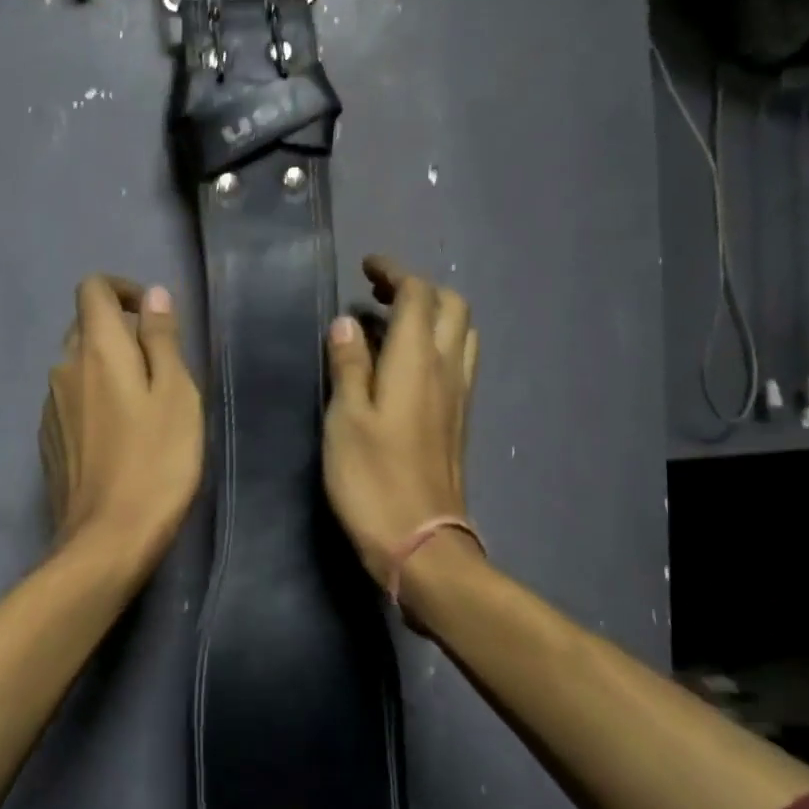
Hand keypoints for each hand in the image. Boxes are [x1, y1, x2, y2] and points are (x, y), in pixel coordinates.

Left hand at [39, 275, 204, 573]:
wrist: (107, 538)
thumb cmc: (156, 462)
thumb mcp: (176, 394)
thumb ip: (162, 339)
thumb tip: (152, 294)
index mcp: (96, 350)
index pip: (92, 288)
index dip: (121, 289)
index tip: (150, 314)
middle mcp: (63, 369)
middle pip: (85, 327)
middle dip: (120, 332)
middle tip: (160, 368)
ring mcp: (50, 407)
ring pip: (78, 366)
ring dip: (108, 369)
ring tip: (145, 407)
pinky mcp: (49, 439)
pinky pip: (72, 400)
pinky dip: (95, 400)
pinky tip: (120, 437)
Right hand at [323, 256, 478, 587]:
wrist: (420, 541)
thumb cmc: (372, 479)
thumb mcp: (345, 419)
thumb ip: (348, 366)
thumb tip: (347, 323)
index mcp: (418, 361)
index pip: (418, 295)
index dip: (395, 272)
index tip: (368, 266)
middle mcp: (448, 370)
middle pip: (452, 306)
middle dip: (419, 288)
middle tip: (380, 293)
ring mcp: (460, 396)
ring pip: (462, 333)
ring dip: (435, 314)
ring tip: (396, 324)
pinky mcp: (459, 420)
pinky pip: (459, 361)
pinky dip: (438, 343)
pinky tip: (409, 364)